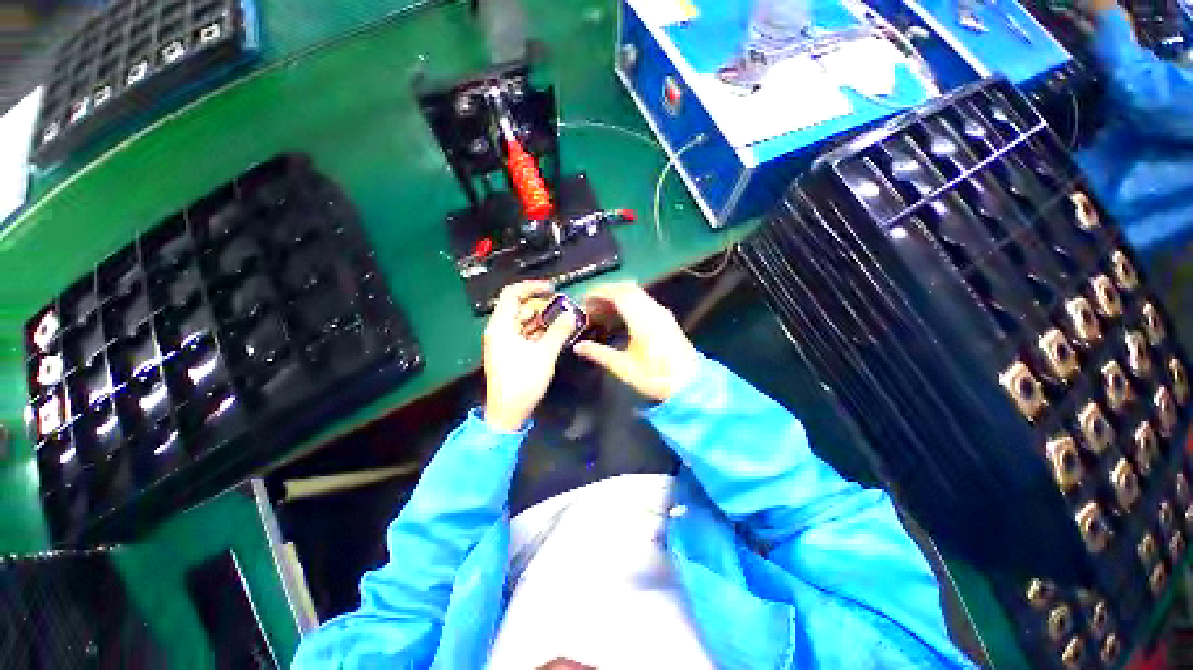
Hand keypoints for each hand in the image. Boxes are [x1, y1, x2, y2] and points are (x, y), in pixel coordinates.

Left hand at [482, 281, 577, 431]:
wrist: (507, 413)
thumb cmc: (522, 382)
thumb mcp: (544, 355)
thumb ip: (558, 332)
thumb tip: (572, 314)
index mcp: (501, 326)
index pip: (512, 294)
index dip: (532, 287)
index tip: (553, 289)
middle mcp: (500, 330)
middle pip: (521, 307)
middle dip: (543, 306)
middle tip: (565, 310)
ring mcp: (505, 341)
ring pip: (525, 321)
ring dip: (544, 320)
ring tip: (564, 323)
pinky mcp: (511, 352)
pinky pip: (526, 334)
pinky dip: (540, 332)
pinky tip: (556, 335)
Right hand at [573, 282, 698, 401]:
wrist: (690, 385)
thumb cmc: (655, 377)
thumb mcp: (624, 367)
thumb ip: (599, 353)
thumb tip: (578, 346)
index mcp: (642, 319)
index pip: (618, 294)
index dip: (599, 293)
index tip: (583, 300)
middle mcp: (653, 309)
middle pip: (627, 289)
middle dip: (606, 292)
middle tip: (589, 305)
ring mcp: (662, 312)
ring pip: (636, 293)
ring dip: (617, 297)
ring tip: (601, 311)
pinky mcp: (666, 318)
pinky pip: (643, 301)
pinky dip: (628, 302)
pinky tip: (619, 318)